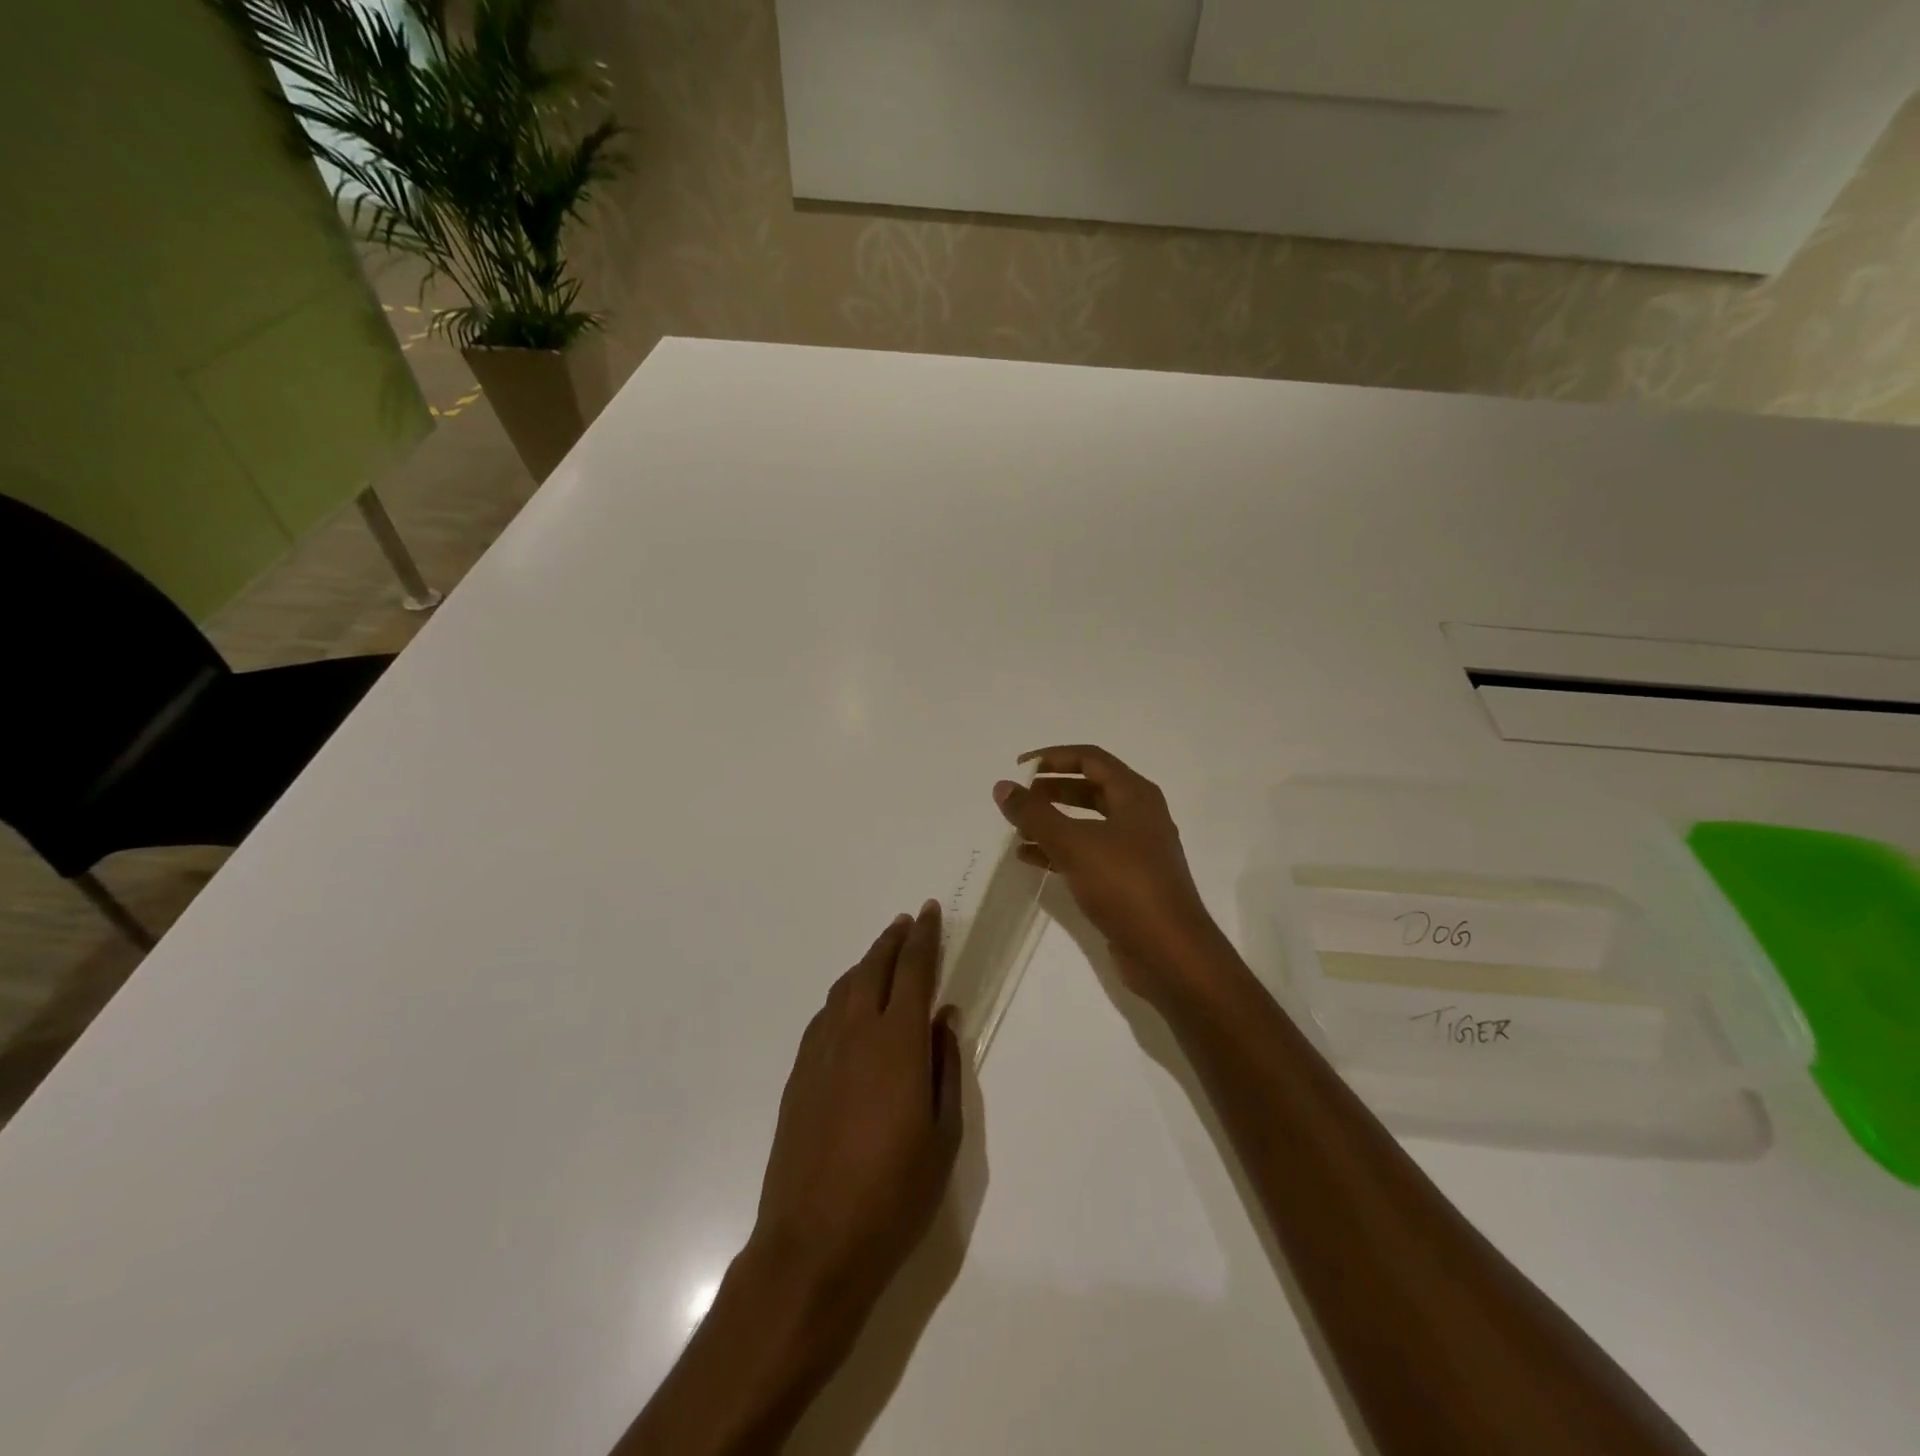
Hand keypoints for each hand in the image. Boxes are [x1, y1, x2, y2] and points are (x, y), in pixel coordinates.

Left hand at [747, 901, 963, 1343]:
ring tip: (883, 955)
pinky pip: (825, 1015)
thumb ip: (946, 1067)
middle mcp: (856, 1032)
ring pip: (846, 987)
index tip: (932, 910)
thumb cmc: (893, 1194)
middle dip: (894, 939)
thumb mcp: (943, 1136)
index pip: (914, 970)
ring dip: (867, 963)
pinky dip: (844, 995)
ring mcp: (820, 1051)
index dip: (925, 937)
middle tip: (909, 921)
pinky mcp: (798, 1074)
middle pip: (875, 967)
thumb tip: (946, 1018)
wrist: (812, 1243)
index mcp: (898, 1043)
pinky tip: (851, 1005)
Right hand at [994, 744, 1229, 1003]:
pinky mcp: (1128, 882)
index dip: (1052, 757)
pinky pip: (1088, 854)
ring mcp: (1135, 850)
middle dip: (1051, 790)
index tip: (1018, 768)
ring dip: (1052, 822)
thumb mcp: (1074, 844)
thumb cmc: (1125, 886)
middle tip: (1017, 799)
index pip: (1090, 759)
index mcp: (1135, 795)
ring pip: (1087, 824)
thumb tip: (1003, 786)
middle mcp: (1139, 816)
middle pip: (1089, 789)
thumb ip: (1034, 814)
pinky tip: (1029, 860)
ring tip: (1016, 830)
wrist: (1169, 953)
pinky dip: (1059, 851)